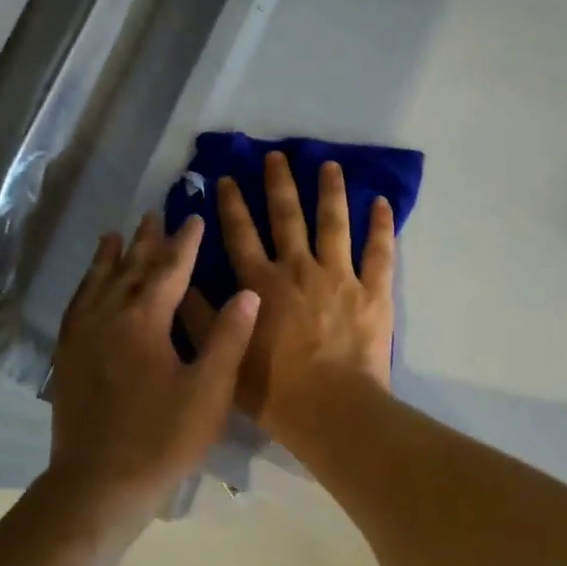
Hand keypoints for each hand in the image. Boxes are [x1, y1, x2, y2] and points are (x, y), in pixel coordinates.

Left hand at [48, 213, 259, 518]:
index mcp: (145, 320)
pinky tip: (88, 288)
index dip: (184, 243)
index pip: (169, 269)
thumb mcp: (209, 391)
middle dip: (146, 241)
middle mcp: (109, 317)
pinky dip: (85, 286)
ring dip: (109, 257)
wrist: (98, 484)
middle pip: (129, 268)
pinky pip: (77, 307)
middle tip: (154, 215)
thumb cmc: (162, 438)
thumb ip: (227, 338)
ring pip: (97, 283)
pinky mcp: (67, 357)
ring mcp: (82, 336)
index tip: (193, 219)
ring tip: (114, 235)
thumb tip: (247, 292)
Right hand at [179, 152, 395, 444]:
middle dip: (279, 184)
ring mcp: (339, 276)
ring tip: (330, 165)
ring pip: (334, 223)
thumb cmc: (274, 390)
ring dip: (331, 191)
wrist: (331, 409)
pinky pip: (379, 251)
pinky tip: (382, 202)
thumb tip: (184, 284)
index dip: (231, 205)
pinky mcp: (373, 291)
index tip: (227, 179)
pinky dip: (382, 226)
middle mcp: (297, 269)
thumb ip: (202, 319)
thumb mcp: (225, 357)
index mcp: (260, 284)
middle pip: (287, 217)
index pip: (240, 234)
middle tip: (277, 156)